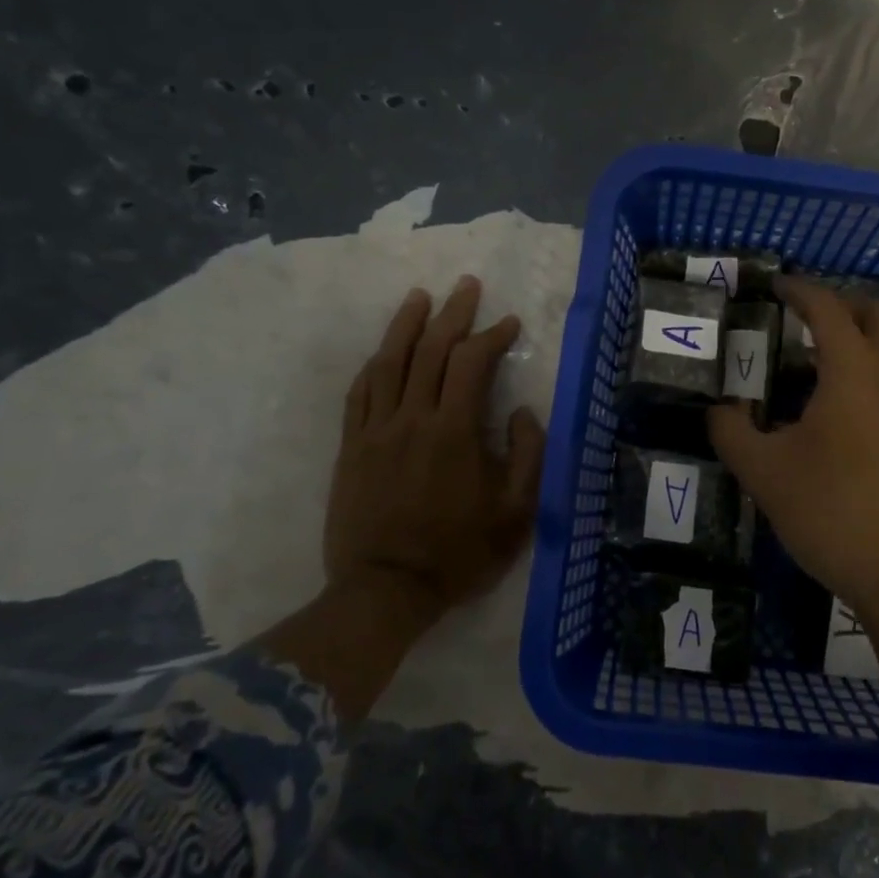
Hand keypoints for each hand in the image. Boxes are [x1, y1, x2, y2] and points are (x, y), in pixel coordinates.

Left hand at [323, 277, 544, 630]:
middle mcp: (411, 419)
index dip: (492, 336)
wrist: (386, 591)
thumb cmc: (458, 554)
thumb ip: (527, 456)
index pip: (471, 363)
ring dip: (405, 325)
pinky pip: (359, 393)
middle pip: (428, 350)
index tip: (509, 324)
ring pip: (388, 363)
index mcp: (453, 432)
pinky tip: (382, 350)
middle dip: (452, 314)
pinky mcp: (351, 447)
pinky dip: (374, 364)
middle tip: (466, 286)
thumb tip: (522, 412)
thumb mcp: (515, 513)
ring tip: (419, 297)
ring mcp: (375, 431)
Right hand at [707, 278, 878, 616]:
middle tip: (802, 316)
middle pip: (878, 313)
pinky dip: (871, 364)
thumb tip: (721, 410)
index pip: (827, 309)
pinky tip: (839, 402)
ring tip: (816, 356)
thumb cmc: (832, 513)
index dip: (799, 290)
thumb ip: (732, 432)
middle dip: (841, 303)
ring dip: (860, 333)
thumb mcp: (763, 473)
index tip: (774, 286)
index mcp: (853, 373)